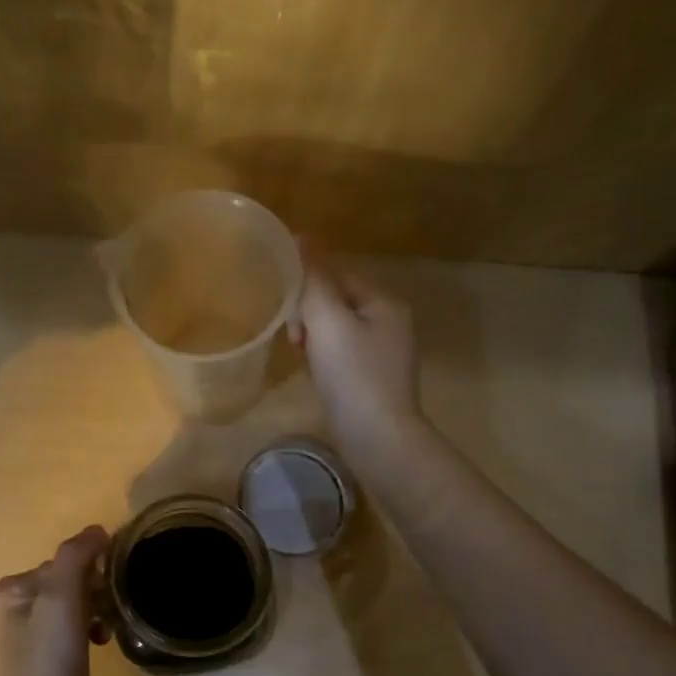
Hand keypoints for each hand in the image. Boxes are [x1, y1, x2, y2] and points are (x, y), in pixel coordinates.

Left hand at [0, 525, 108, 675]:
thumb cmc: (48, 659)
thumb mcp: (60, 597)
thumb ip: (76, 556)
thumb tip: (97, 530)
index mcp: (10, 589)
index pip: (61, 561)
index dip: (89, 570)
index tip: (108, 587)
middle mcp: (14, 608)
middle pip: (68, 581)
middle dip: (94, 591)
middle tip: (110, 610)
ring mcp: (30, 636)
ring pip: (75, 605)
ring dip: (96, 610)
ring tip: (107, 629)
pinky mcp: (47, 660)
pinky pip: (76, 628)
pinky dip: (91, 630)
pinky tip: (102, 643)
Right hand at [289, 247, 421, 460]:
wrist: (378, 438)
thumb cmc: (353, 375)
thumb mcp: (328, 321)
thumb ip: (313, 280)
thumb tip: (302, 237)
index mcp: (385, 303)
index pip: (338, 276)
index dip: (306, 287)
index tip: (285, 310)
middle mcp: (390, 323)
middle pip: (336, 302)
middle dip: (308, 314)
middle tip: (293, 339)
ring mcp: (383, 354)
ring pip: (336, 330)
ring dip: (313, 337)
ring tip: (300, 356)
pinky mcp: (373, 380)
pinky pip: (341, 355)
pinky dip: (323, 359)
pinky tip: (314, 373)